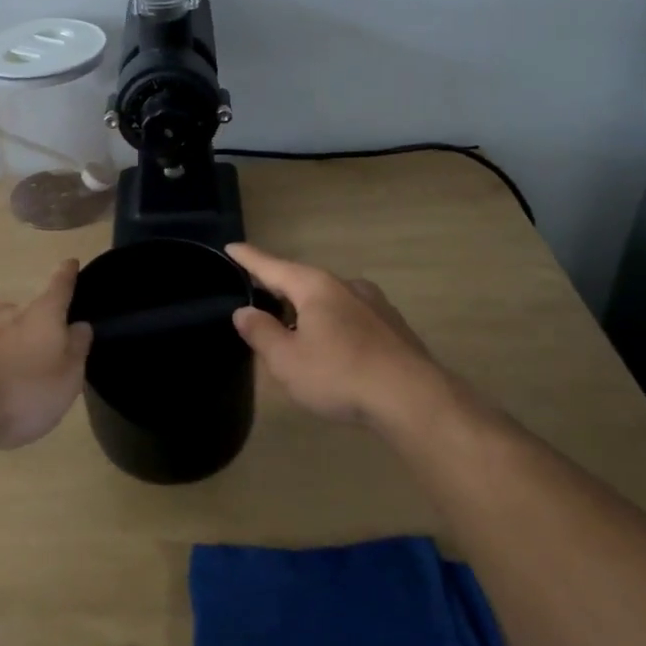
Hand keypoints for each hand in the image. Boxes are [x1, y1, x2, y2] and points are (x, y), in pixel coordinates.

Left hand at [0, 259, 93, 449]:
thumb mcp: (68, 376)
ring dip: (5, 345)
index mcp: (41, 314)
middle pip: (25, 312)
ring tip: (9, 377)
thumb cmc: (25, 391)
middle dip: (33, 326)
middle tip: (39, 352)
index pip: (59, 286)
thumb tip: (79, 325)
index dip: (67, 274)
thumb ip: (76, 348)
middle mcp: (6, 312)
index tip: (70, 262)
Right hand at [227, 243, 442, 430]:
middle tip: (256, 296)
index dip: (249, 258)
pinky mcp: (393, 327)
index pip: (272, 266)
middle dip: (279, 289)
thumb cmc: (340, 374)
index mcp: (315, 287)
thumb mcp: (287, 360)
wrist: (413, 398)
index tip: (231, 246)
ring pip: (329, 301)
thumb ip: (261, 333)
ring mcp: (374, 305)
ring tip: (293, 330)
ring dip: (307, 310)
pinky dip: (332, 325)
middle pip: (302, 282)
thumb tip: (243, 312)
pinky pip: (351, 318)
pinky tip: (331, 349)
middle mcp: (346, 286)